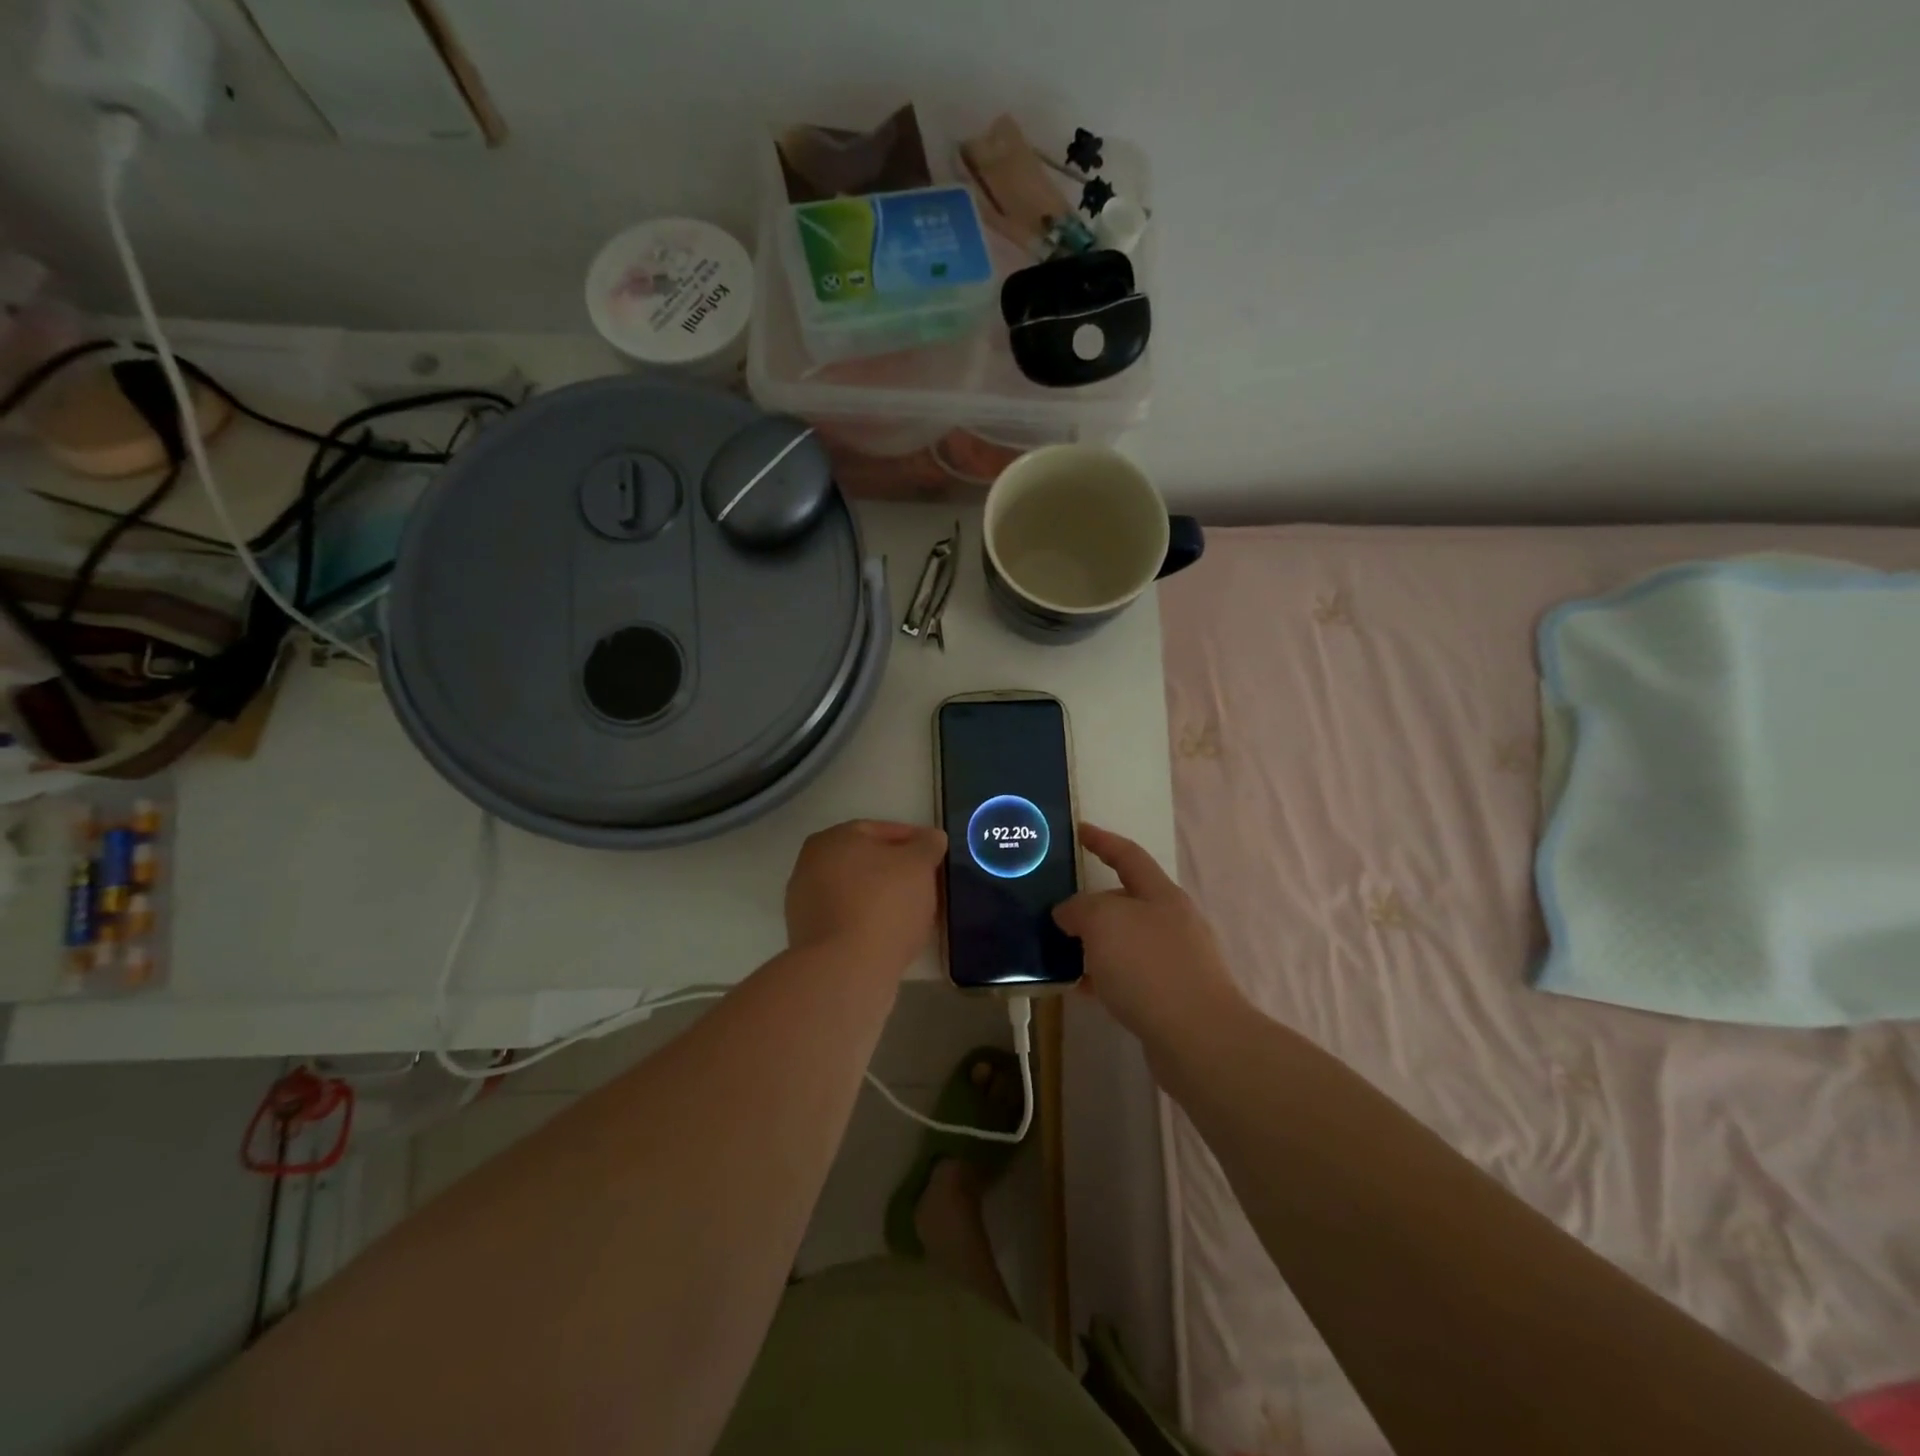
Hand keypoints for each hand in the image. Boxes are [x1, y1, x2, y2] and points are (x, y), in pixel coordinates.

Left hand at [785, 820, 946, 973]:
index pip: (878, 830)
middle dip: (896, 870)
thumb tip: (931, 838)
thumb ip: (927, 845)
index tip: (934, 854)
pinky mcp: (809, 939)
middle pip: (864, 862)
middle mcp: (810, 865)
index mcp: (832, 839)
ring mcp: (805, 904)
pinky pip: (849, 920)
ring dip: (883, 898)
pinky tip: (893, 934)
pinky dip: (870, 922)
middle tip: (926, 883)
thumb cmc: (883, 903)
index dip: (911, 840)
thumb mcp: (919, 864)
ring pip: (856, 892)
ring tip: (914, 912)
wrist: (845, 969)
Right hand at [1053, 824, 1243, 1040]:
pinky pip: (1127, 976)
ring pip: (1124, 941)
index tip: (1078, 831)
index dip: (1102, 841)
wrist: (1198, 1039)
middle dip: (1091, 902)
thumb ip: (1079, 908)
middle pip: (1125, 900)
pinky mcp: (1170, 997)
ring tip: (1058, 949)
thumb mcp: (1103, 922)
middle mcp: (1171, 922)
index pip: (1128, 855)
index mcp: (1161, 895)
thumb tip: (1068, 913)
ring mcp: (1174, 961)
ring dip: (1093, 943)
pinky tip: (1079, 988)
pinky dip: (1102, 976)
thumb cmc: (1149, 967)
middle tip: (1055, 905)